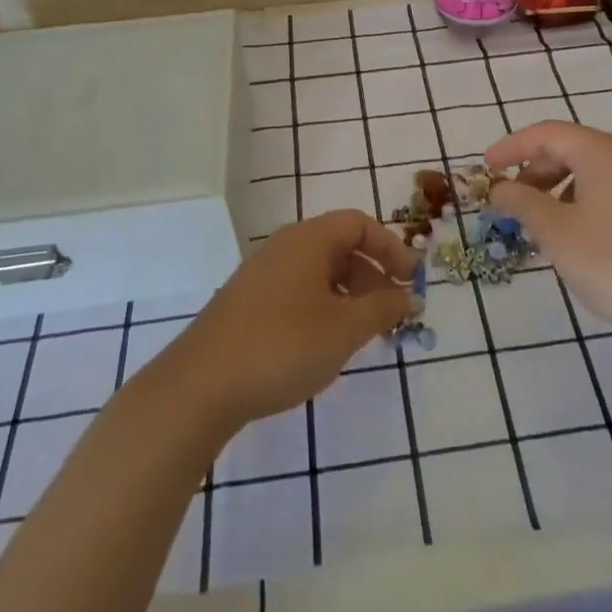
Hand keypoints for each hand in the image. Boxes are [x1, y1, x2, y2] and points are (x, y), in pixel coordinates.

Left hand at [165, 210, 415, 426]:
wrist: (200, 386)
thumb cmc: (282, 346)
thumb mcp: (344, 329)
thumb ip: (383, 309)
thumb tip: (408, 296)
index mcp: (308, 239)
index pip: (359, 225)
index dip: (391, 248)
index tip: (411, 281)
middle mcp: (284, 247)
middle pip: (340, 247)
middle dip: (372, 276)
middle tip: (391, 314)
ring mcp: (262, 275)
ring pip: (319, 273)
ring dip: (349, 296)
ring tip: (363, 335)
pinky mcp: (248, 303)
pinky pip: (298, 292)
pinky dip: (323, 308)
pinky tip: (325, 346)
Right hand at [484, 121, 611, 351]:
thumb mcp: (555, 232)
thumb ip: (520, 202)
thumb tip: (498, 188)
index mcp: (604, 152)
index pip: (547, 133)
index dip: (511, 147)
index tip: (485, 168)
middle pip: (570, 148)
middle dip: (534, 170)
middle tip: (509, 200)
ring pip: (591, 170)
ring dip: (557, 187)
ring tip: (538, 222)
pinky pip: (610, 189)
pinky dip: (582, 199)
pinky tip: (574, 234)